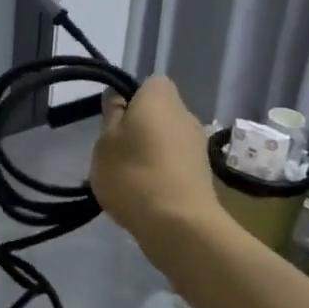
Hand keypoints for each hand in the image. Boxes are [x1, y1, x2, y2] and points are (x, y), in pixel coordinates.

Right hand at [89, 75, 221, 244]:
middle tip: (115, 148)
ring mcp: (198, 146)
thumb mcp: (105, 141)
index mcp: (161, 98)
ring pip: (167, 137)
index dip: (131, 96)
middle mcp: (186, 115)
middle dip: (139, 125)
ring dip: (149, 149)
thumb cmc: (133, 173)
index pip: (149, 83)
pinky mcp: (203, 174)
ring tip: (127, 175)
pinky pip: (174, 161)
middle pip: (159, 111)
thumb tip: (116, 96)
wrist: (178, 225)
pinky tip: (144, 192)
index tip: (113, 118)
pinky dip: (160, 170)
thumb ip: (111, 115)